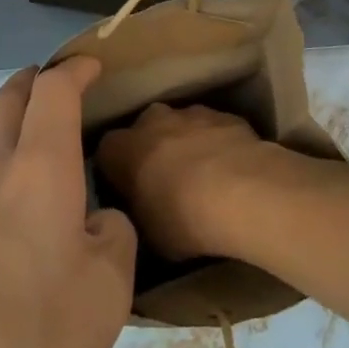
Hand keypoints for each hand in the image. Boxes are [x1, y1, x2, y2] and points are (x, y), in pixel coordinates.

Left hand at [0, 58, 135, 347]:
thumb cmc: (41, 339)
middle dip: (28, 84)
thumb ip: (112, 236)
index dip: (73, 70)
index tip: (92, 65)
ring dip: (10, 150)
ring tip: (42, 188)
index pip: (52, 91)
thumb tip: (96, 224)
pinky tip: (10, 257)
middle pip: (2, 105)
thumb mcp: (110, 288)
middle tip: (49, 84)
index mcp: (36, 170)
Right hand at [95, 102, 281, 260]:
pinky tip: (230, 171)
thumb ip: (137, 212)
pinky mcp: (225, 115)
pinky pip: (213, 129)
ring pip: (181, 125)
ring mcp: (191, 113)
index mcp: (123, 148)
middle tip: (164, 182)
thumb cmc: (182, 218)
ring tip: (203, 178)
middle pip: (144, 130)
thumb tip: (139, 209)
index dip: (116, 171)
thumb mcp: (147, 234)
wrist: (241, 192)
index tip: (127, 192)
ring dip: (186, 144)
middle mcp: (152, 120)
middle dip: (151, 150)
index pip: (107, 152)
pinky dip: (216, 144)